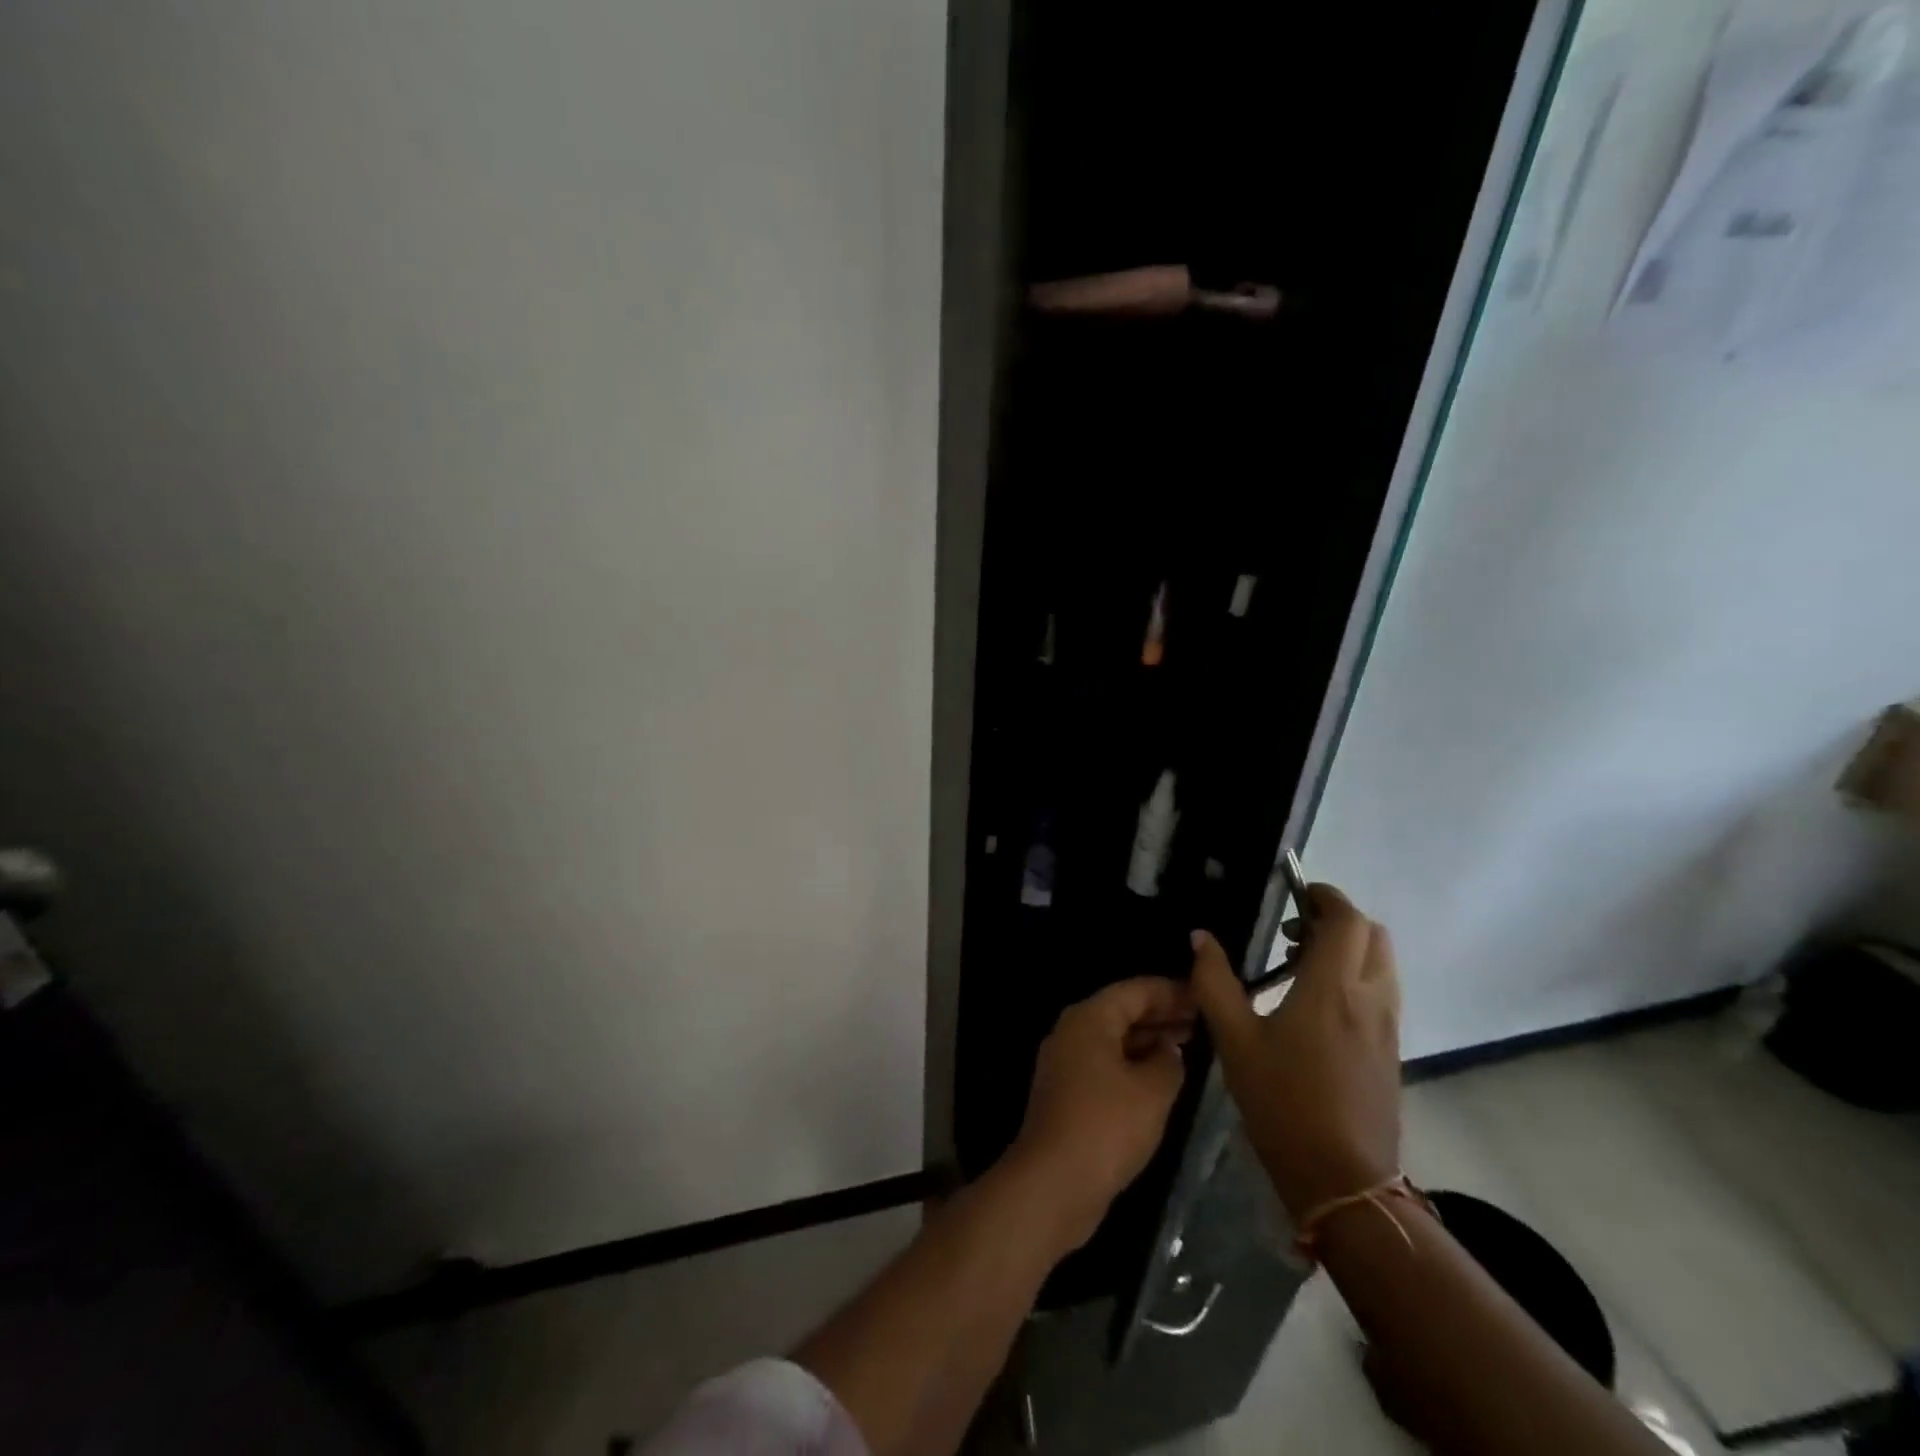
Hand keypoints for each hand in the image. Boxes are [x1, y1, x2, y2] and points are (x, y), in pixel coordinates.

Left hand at [1008, 977, 1194, 1250]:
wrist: (1053, 1182)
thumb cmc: (1106, 1126)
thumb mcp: (1152, 1092)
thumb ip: (1169, 1063)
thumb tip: (1169, 1051)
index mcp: (1089, 1018)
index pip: (1135, 990)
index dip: (1170, 991)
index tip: (1203, 996)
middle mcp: (1072, 1031)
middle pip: (1121, 1011)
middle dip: (1160, 1014)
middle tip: (1200, 1021)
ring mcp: (1065, 1062)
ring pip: (1113, 1039)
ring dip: (1147, 1040)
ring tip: (1187, 1046)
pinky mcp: (1066, 1092)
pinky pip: (1104, 1063)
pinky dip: (1132, 1063)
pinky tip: (1158, 1078)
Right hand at [1190, 885, 1401, 1220]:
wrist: (1343, 1179)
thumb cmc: (1283, 1102)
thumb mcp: (1234, 1040)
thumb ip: (1214, 982)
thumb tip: (1201, 937)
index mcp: (1332, 988)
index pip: (1346, 920)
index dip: (1324, 897)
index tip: (1295, 894)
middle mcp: (1370, 998)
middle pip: (1372, 934)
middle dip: (1337, 920)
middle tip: (1293, 932)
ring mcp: (1387, 1026)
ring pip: (1381, 963)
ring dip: (1348, 948)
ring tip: (1301, 966)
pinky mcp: (1391, 1050)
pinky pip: (1382, 991)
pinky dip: (1356, 976)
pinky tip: (1317, 1005)